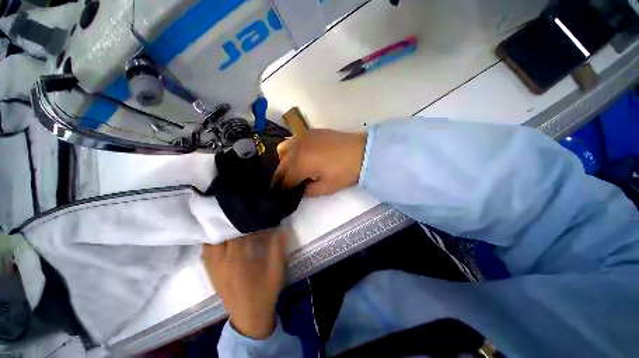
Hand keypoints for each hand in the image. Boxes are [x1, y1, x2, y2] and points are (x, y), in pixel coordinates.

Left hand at [202, 230, 285, 338]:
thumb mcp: (276, 270)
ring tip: (230, 229)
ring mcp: (213, 270)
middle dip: (229, 226)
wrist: (249, 317)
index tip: (253, 218)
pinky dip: (211, 245)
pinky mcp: (211, 275)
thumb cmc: (264, 293)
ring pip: (208, 244)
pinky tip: (222, 242)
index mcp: (237, 261)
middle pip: (218, 236)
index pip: (235, 234)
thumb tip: (280, 230)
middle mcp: (221, 263)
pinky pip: (205, 255)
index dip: (243, 224)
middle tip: (241, 221)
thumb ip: (277, 248)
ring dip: (218, 234)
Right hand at [273, 129, 367, 195]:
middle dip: (282, 177)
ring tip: (293, 170)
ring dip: (284, 162)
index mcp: (300, 164)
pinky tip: (300, 156)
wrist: (361, 151)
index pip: (286, 180)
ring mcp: (301, 137)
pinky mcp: (308, 132)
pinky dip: (291, 150)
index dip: (285, 189)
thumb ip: (308, 191)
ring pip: (282, 151)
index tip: (286, 195)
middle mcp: (296, 149)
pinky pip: (292, 140)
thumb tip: (299, 190)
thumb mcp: (327, 188)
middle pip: (281, 166)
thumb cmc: (345, 172)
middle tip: (287, 185)